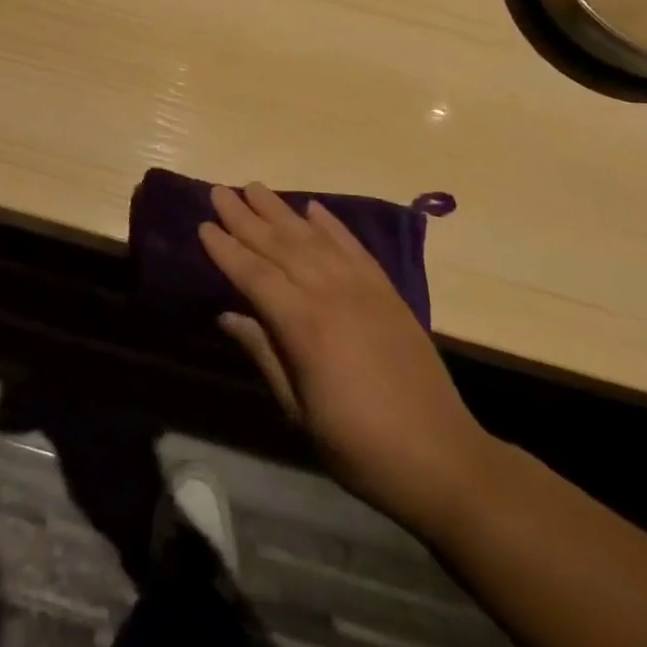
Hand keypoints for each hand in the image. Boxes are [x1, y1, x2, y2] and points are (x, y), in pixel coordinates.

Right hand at [201, 184, 494, 534]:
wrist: (442, 458)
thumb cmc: (359, 446)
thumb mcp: (299, 411)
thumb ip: (265, 354)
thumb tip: (228, 315)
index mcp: (304, 327)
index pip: (254, 275)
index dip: (226, 249)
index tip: (203, 225)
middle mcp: (331, 294)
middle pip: (280, 245)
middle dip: (246, 216)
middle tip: (220, 190)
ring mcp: (363, 288)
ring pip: (313, 238)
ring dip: (281, 210)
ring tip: (255, 187)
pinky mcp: (387, 291)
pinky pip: (353, 247)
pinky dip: (331, 225)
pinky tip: (313, 208)